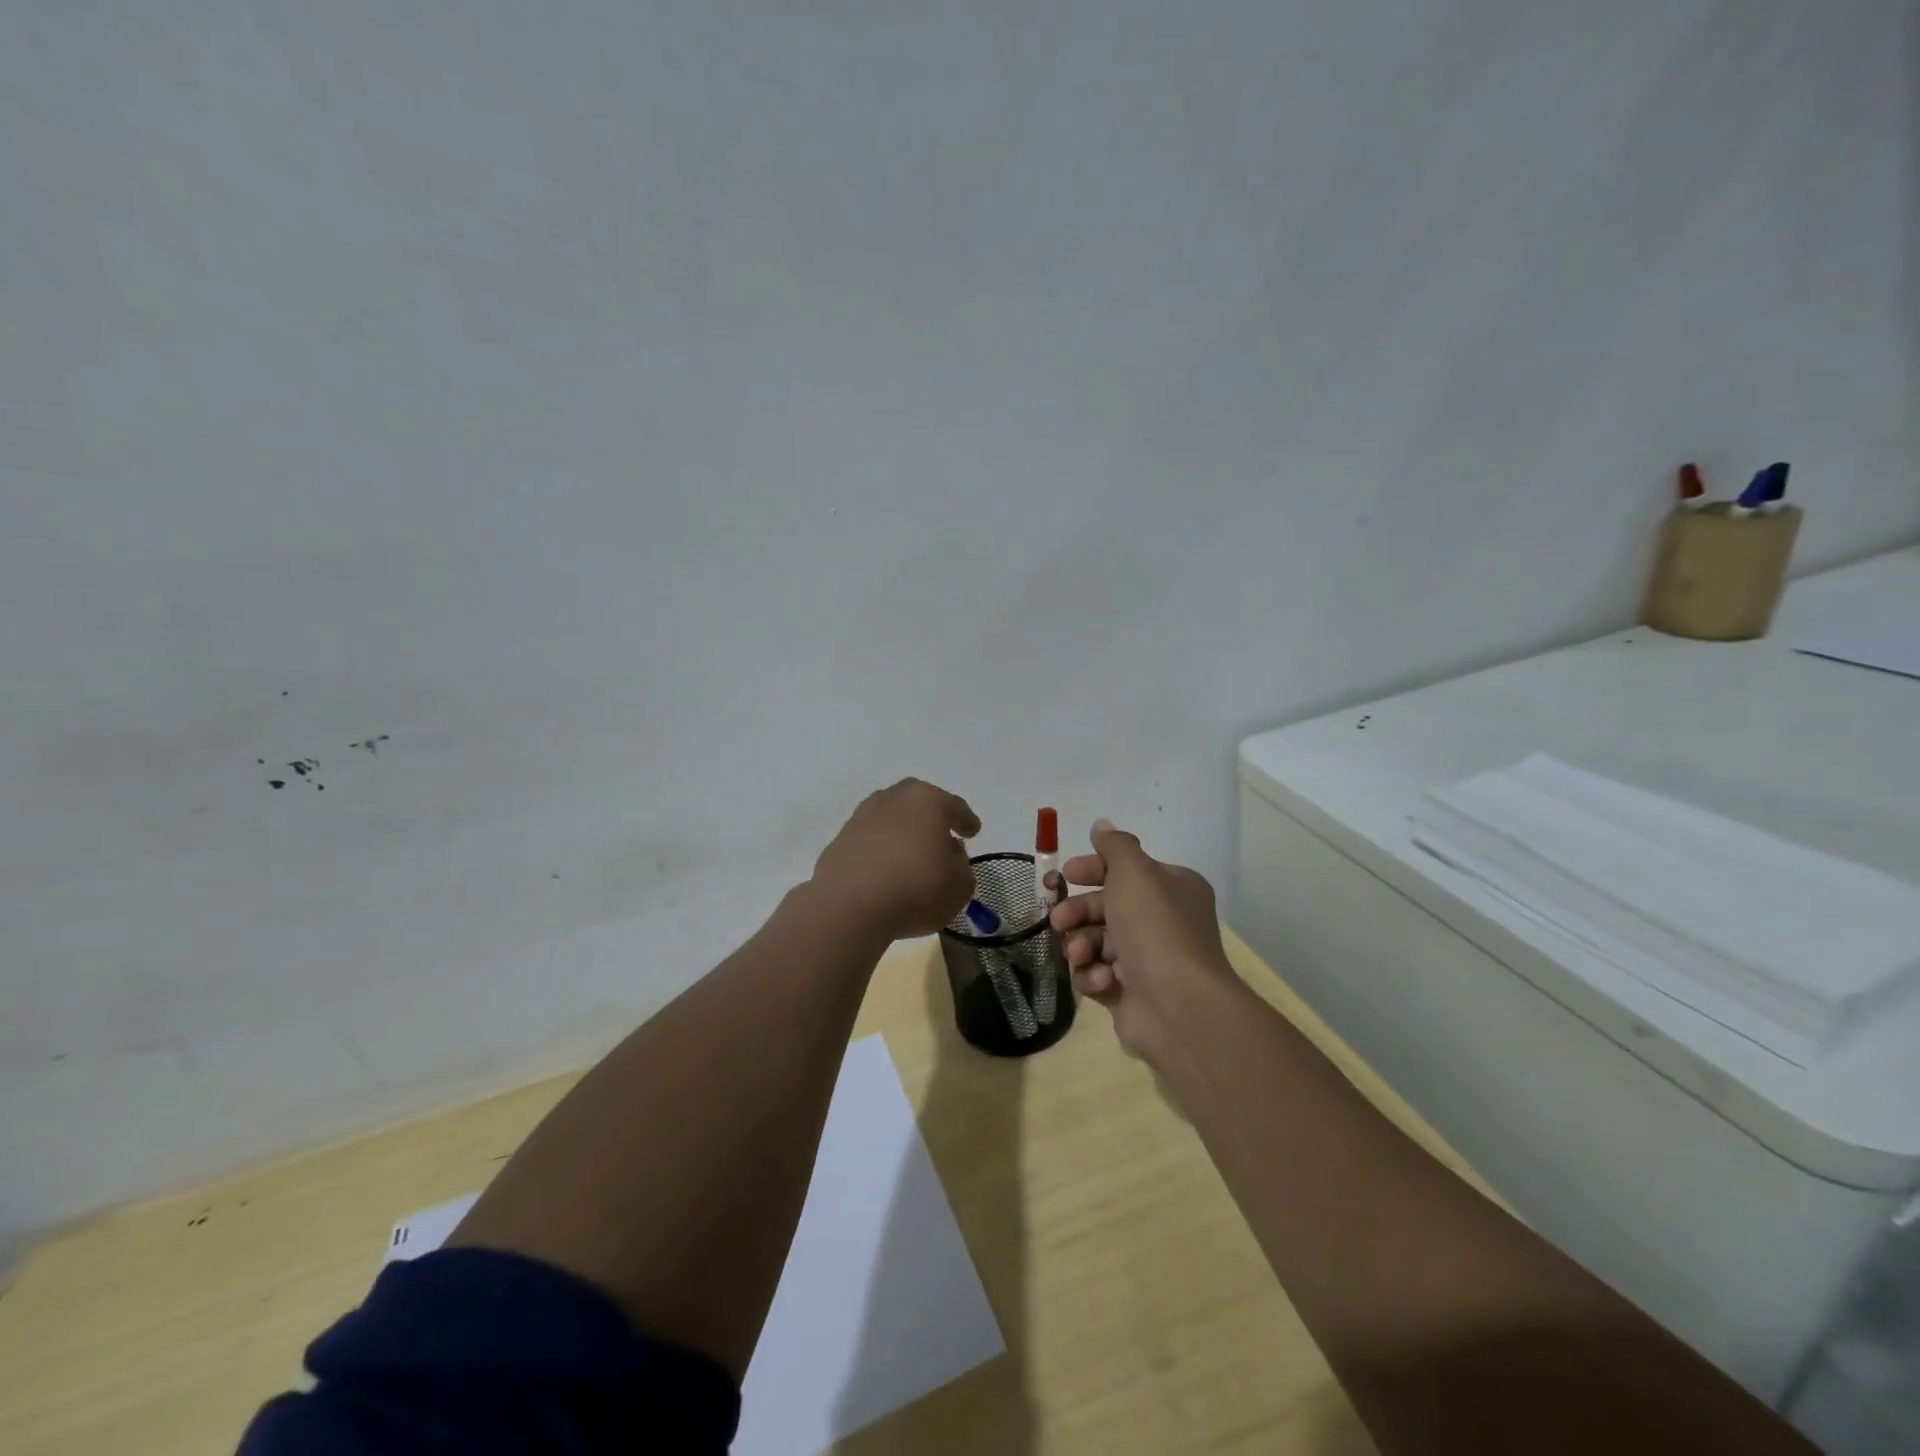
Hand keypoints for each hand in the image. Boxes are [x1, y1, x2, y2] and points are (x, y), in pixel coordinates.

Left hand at [811, 778, 981, 941]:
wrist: (848, 906)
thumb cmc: (916, 889)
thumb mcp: (959, 886)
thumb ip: (961, 866)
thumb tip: (948, 853)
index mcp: (928, 801)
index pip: (954, 806)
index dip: (966, 820)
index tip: (973, 831)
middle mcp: (893, 799)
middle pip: (917, 801)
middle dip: (930, 815)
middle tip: (940, 836)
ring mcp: (862, 817)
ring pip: (890, 817)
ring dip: (902, 831)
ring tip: (910, 855)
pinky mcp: (840, 840)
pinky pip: (869, 840)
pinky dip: (880, 849)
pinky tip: (885, 869)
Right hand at [1047, 818, 1235, 1059]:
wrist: (1178, 1005)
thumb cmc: (1155, 927)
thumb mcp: (1134, 872)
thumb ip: (1115, 847)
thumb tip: (1102, 825)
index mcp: (1172, 889)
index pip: (1126, 870)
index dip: (1092, 869)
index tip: (1065, 875)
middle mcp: (1162, 922)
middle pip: (1105, 907)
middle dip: (1078, 911)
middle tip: (1059, 920)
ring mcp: (1147, 960)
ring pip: (1097, 942)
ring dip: (1081, 944)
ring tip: (1080, 953)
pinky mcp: (1131, 994)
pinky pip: (1099, 975)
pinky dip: (1093, 975)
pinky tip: (1101, 980)